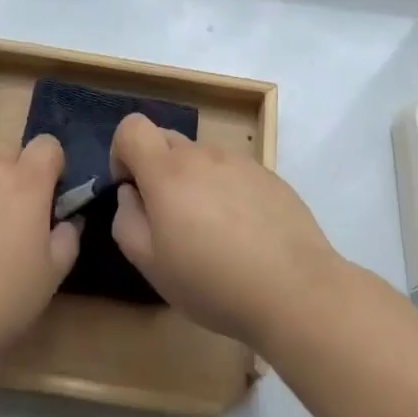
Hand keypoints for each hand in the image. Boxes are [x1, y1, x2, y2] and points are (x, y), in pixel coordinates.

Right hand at [109, 113, 341, 349]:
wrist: (295, 289)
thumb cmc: (212, 282)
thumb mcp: (151, 265)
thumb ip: (127, 220)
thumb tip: (130, 194)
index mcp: (167, 171)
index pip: (132, 127)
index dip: (122, 153)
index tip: (133, 191)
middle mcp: (202, 154)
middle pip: (166, 140)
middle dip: (157, 169)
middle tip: (171, 220)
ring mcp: (240, 162)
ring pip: (202, 158)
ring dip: (195, 182)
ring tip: (213, 233)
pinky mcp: (269, 176)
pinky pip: (233, 172)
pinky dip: (227, 192)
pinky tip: (245, 235)